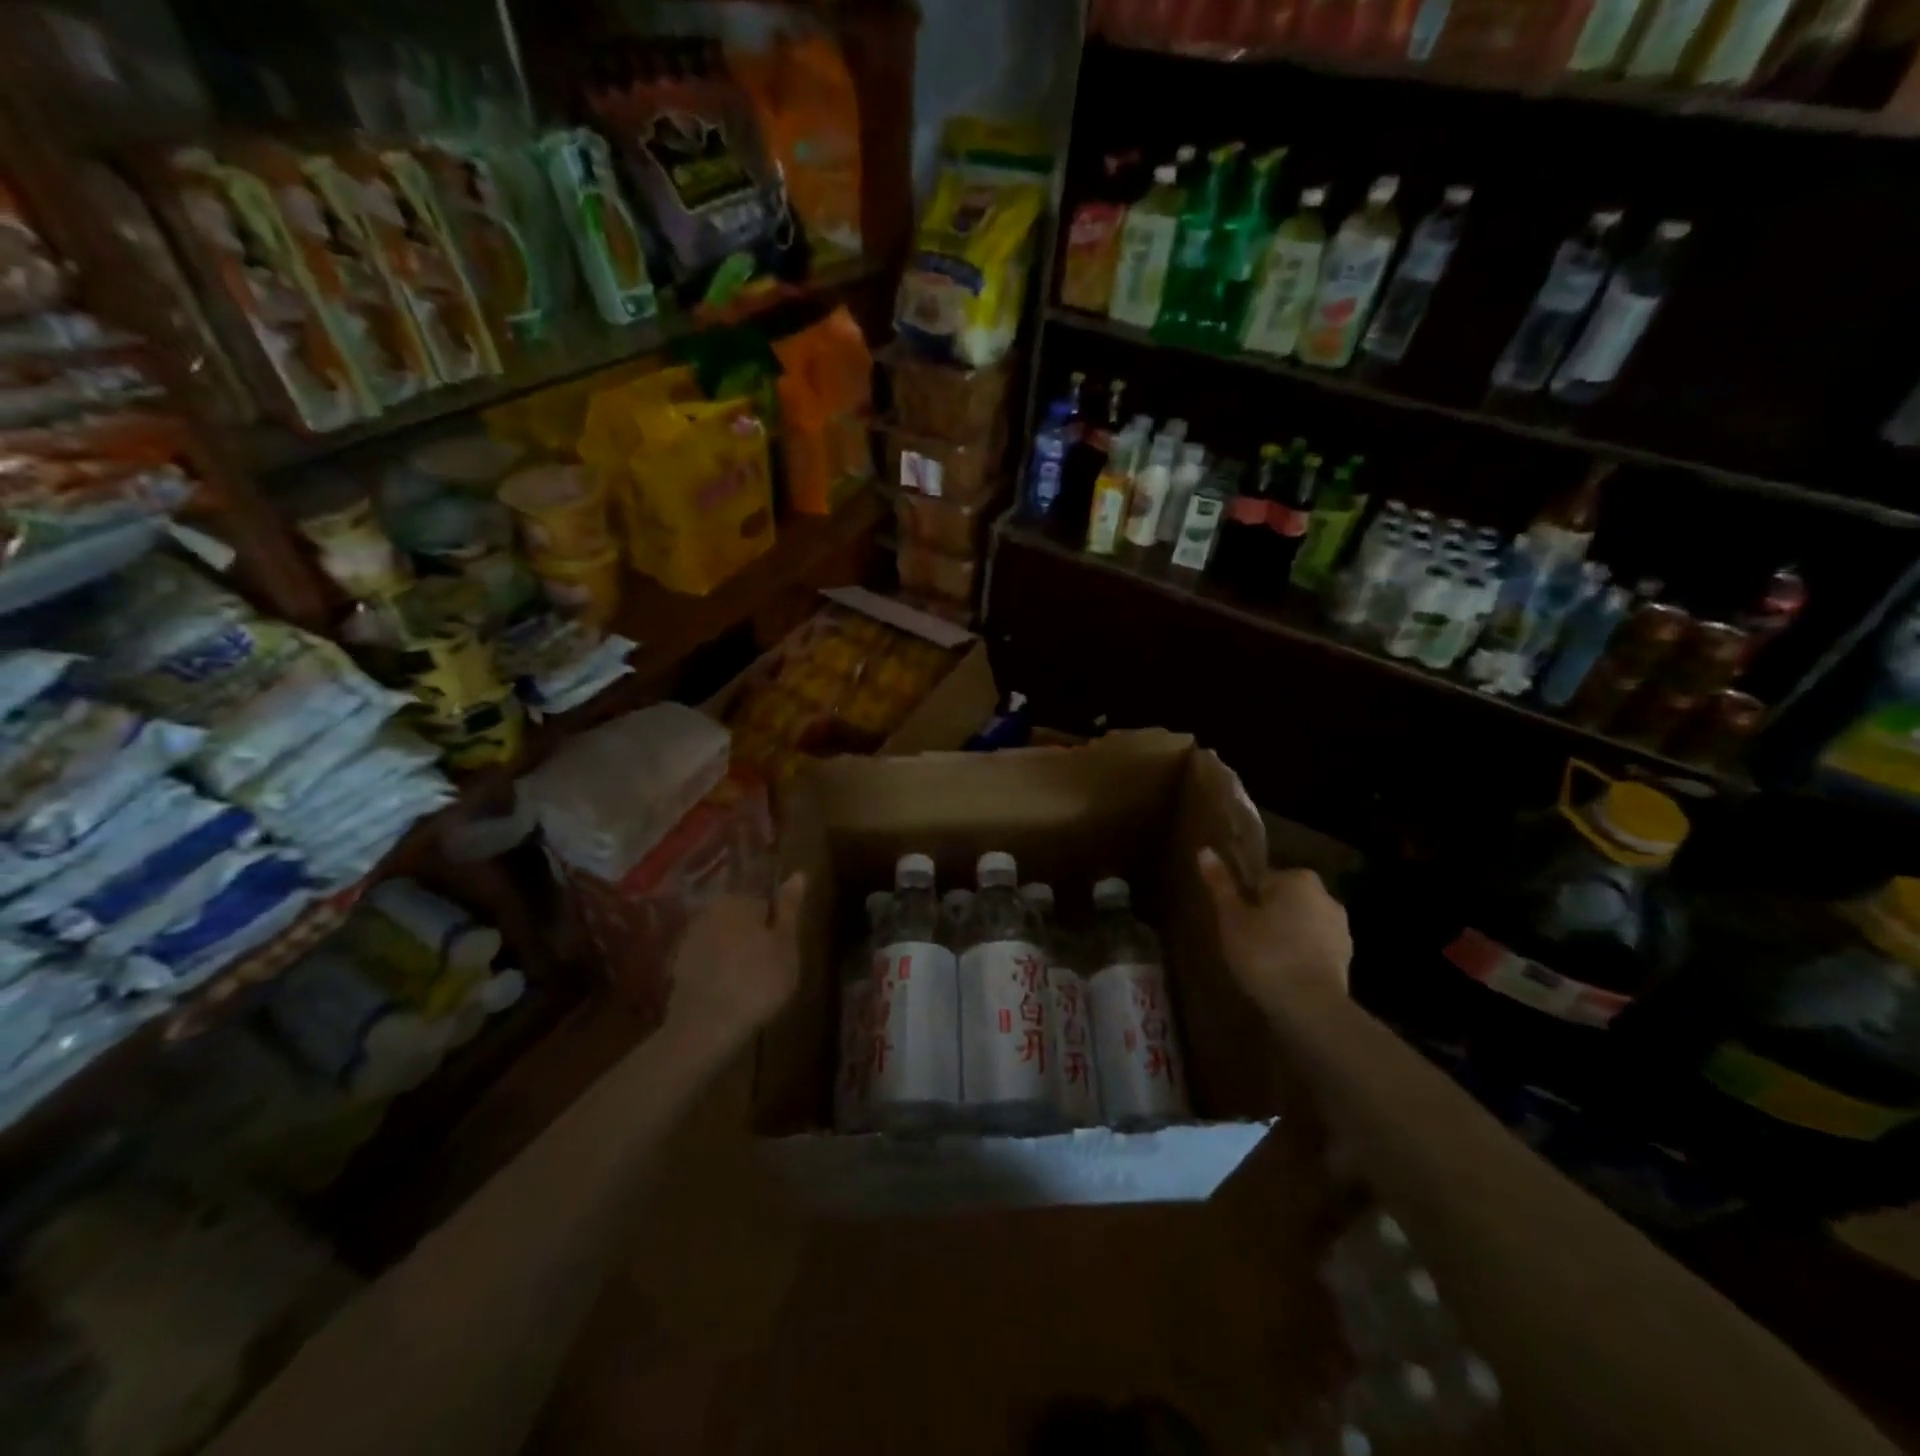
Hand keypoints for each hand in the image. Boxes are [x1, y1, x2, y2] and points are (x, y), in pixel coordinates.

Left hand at [664, 873, 805, 1050]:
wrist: (705, 1027)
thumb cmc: (757, 981)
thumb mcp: (786, 944)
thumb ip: (790, 907)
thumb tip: (798, 873)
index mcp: (737, 900)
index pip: (764, 904)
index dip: (777, 929)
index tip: (782, 953)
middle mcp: (709, 911)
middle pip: (741, 920)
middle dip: (753, 939)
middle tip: (768, 970)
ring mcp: (689, 939)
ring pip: (723, 941)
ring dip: (735, 956)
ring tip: (749, 985)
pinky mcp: (677, 967)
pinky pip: (707, 962)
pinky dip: (718, 972)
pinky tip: (728, 994)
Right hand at [1197, 848, 1350, 1019]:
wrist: (1311, 1008)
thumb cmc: (1265, 954)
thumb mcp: (1232, 919)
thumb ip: (1221, 885)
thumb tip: (1205, 850)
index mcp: (1297, 879)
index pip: (1262, 879)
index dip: (1244, 900)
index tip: (1234, 922)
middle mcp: (1325, 896)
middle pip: (1284, 900)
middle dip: (1266, 916)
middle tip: (1243, 942)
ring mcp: (1340, 928)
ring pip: (1300, 924)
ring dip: (1284, 936)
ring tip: (1261, 963)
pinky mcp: (1346, 958)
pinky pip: (1313, 948)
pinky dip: (1299, 956)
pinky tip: (1282, 976)